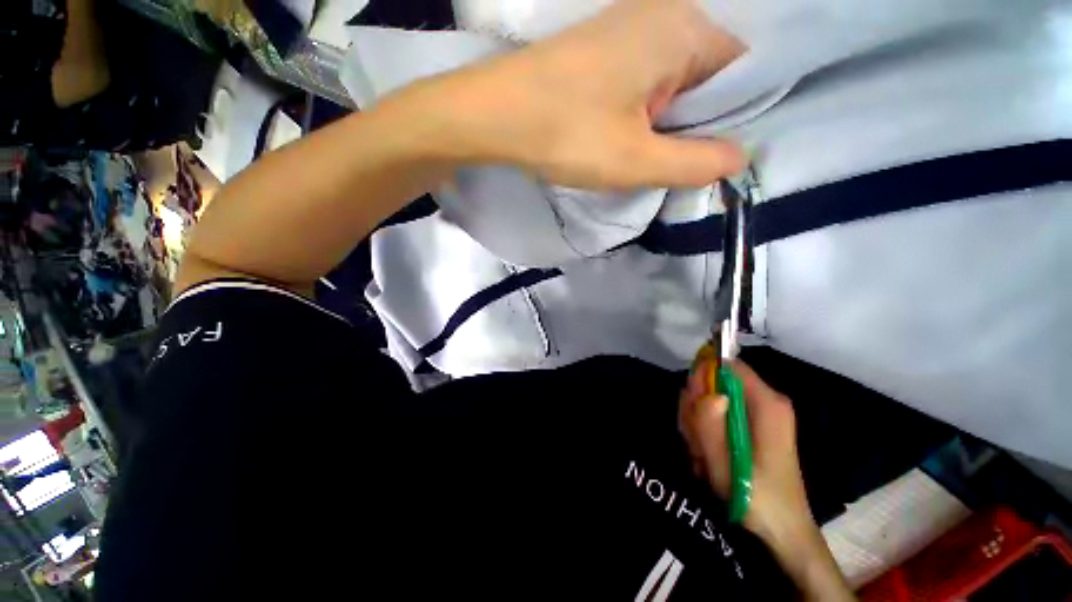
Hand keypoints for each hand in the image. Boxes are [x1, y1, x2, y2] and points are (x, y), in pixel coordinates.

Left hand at [412, 0, 746, 188]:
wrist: (497, 115)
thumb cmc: (567, 134)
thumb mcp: (637, 160)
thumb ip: (695, 163)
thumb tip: (740, 159)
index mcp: (685, 30)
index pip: (742, 71)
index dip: (731, 118)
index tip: (705, 156)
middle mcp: (664, 17)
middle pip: (707, 77)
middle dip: (693, 124)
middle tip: (666, 161)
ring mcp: (629, 28)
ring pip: (673, 82)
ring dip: (664, 122)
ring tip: (640, 153)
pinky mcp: (604, 49)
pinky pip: (644, 81)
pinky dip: (642, 112)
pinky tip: (622, 135)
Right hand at [679, 359, 813, 544]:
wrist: (782, 531)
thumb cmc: (757, 499)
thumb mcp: (725, 465)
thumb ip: (711, 425)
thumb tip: (708, 393)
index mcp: (767, 403)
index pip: (728, 365)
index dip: (703, 377)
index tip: (693, 407)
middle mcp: (765, 400)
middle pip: (715, 381)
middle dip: (697, 407)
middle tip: (697, 440)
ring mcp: (758, 412)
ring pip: (711, 398)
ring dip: (698, 423)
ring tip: (703, 454)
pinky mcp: (751, 423)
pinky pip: (716, 412)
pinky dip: (705, 431)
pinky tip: (707, 454)